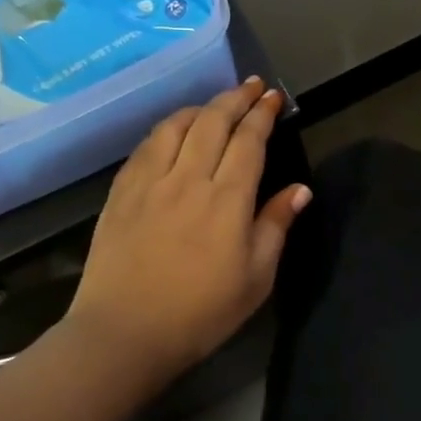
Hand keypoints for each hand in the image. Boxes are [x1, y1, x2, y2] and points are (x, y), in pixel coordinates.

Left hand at [64, 78, 309, 381]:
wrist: (124, 334)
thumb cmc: (202, 312)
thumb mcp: (256, 277)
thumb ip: (276, 226)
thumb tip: (300, 189)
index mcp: (228, 200)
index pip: (249, 141)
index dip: (263, 114)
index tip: (273, 97)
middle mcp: (189, 179)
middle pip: (213, 122)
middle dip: (235, 98)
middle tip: (251, 86)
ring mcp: (149, 183)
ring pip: (176, 126)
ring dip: (201, 107)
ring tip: (216, 105)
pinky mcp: (121, 193)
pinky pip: (146, 146)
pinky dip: (166, 128)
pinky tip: (174, 131)